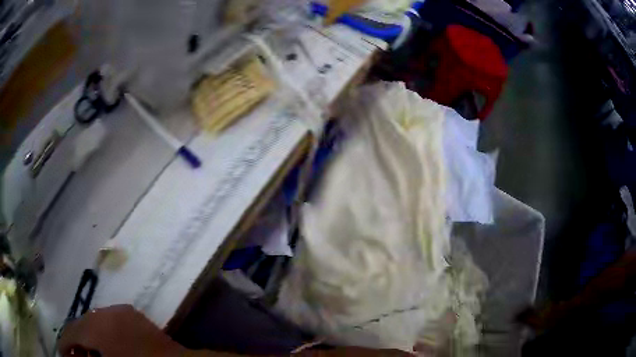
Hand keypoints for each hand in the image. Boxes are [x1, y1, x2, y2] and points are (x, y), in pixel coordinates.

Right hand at [58, 305, 185, 356]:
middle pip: (81, 324)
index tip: (62, 354)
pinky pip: (108, 322)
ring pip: (93, 322)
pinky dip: (101, 334)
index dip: (64, 344)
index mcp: (98, 325)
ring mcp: (121, 310)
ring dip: (88, 337)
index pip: (71, 331)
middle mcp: (107, 311)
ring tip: (87, 355)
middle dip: (75, 341)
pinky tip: (104, 348)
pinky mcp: (133, 315)